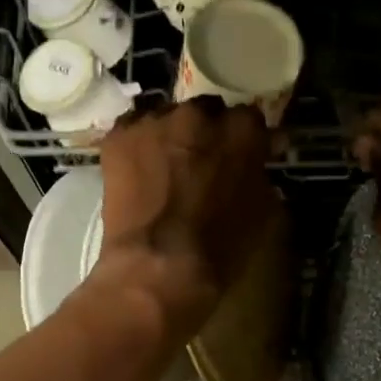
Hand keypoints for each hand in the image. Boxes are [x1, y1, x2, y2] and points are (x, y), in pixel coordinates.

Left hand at [91, 98, 278, 340]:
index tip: (244, 155)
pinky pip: (133, 128)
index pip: (249, 118)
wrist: (157, 268)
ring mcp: (154, 122)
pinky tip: (139, 168)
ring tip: (166, 165)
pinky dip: (139, 143)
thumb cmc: (219, 248)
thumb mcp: (262, 213)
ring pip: (167, 117)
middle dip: (207, 133)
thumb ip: (261, 176)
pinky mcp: (119, 137)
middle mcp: (198, 115)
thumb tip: (256, 166)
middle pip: (205, 112)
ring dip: (171, 135)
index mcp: (241, 130)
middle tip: (202, 161)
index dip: (245, 139)